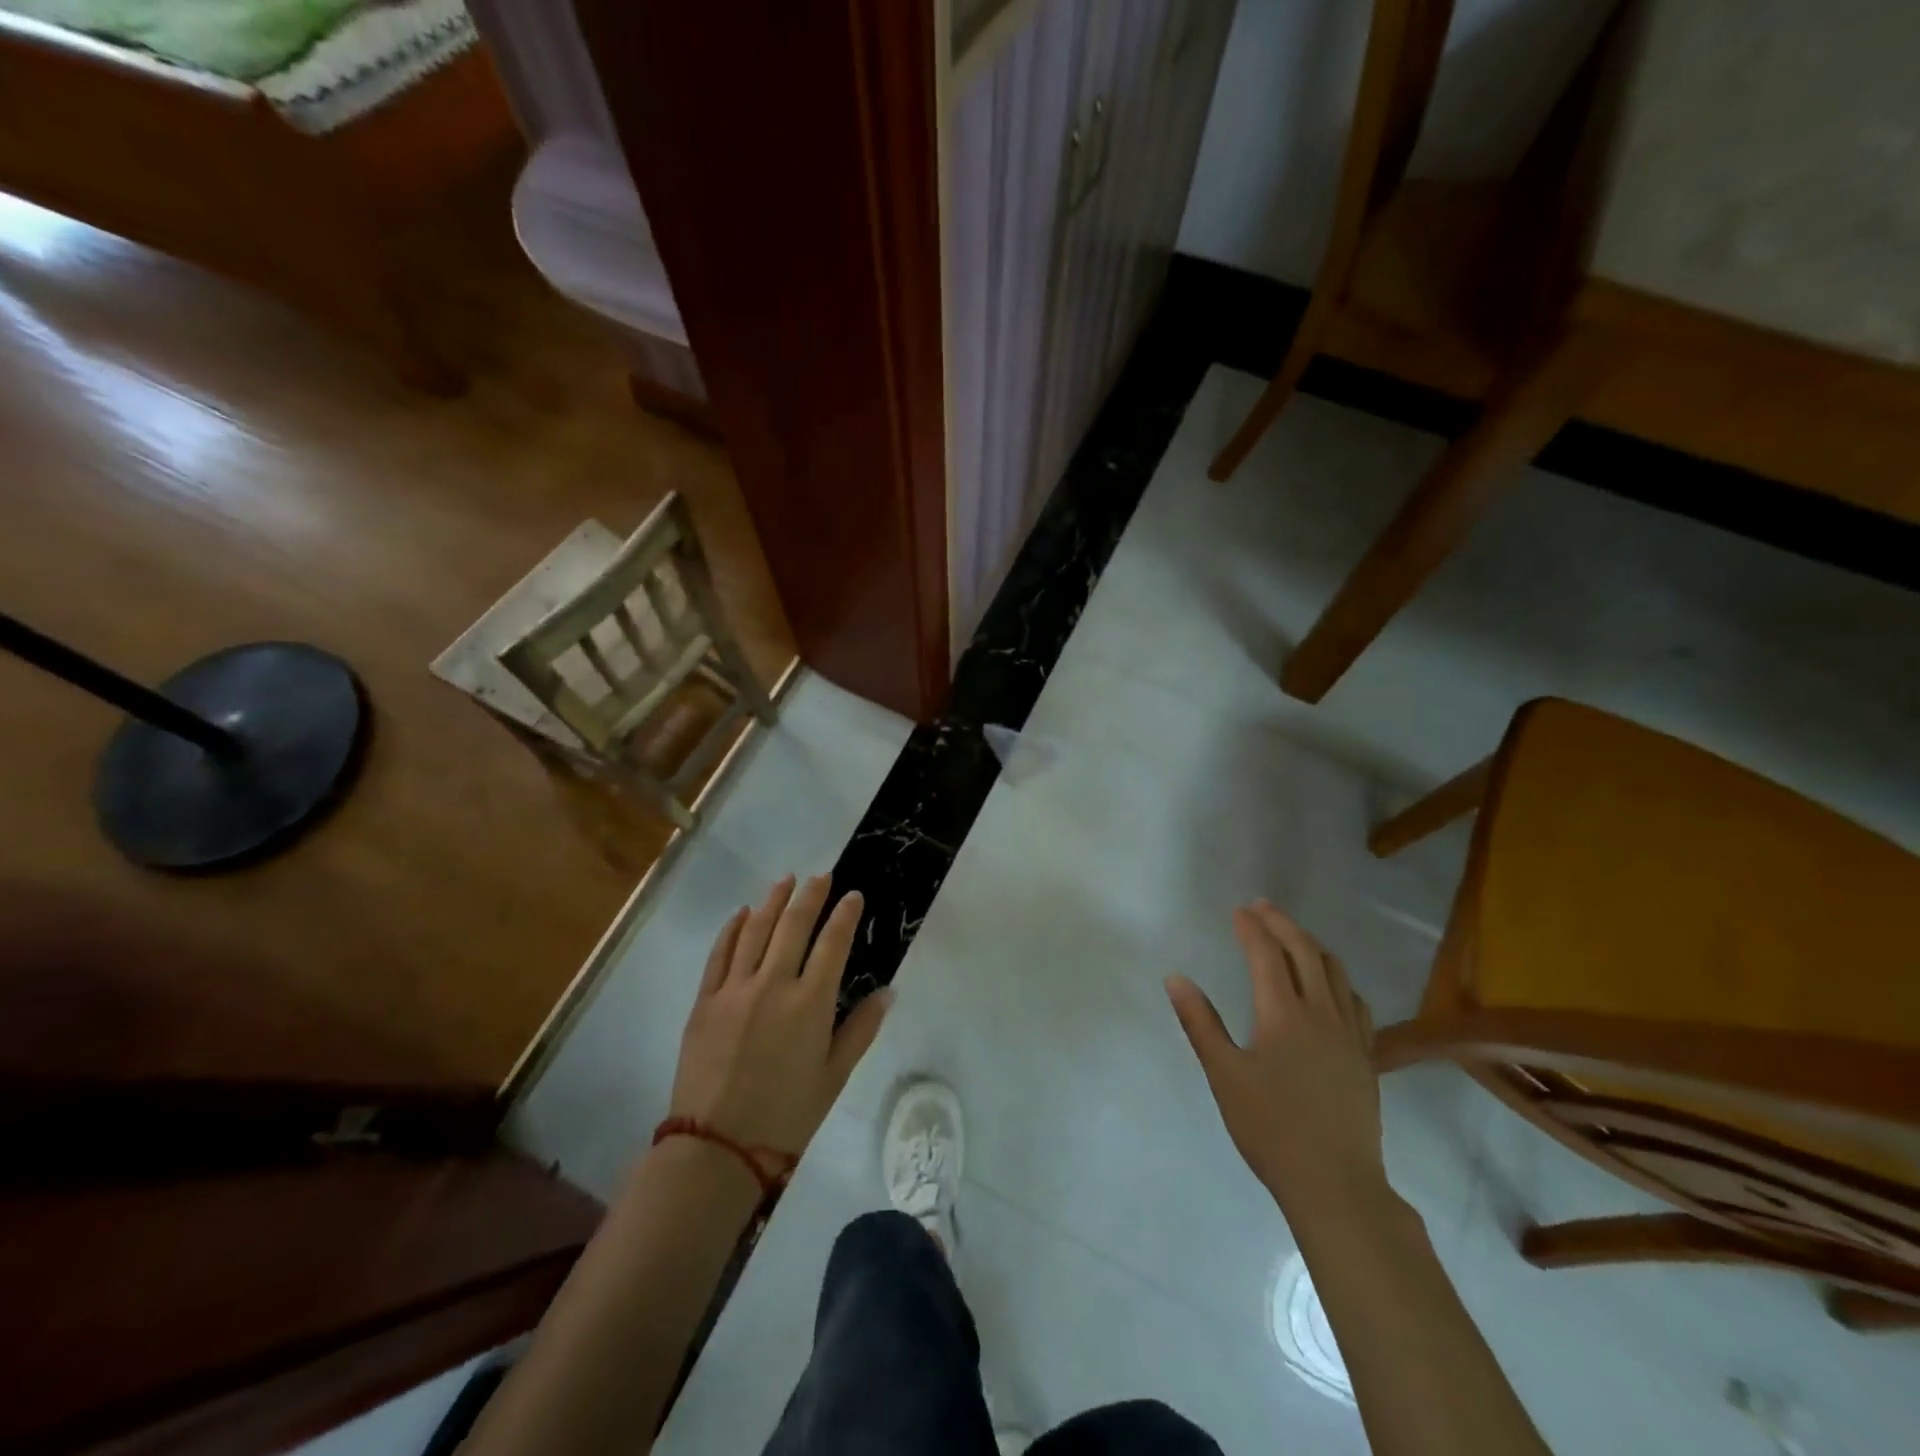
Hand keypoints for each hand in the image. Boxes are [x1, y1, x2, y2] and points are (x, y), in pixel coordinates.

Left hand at [669, 875, 890, 1166]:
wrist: (717, 1147)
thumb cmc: (786, 1116)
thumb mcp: (835, 1076)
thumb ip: (861, 1029)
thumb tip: (887, 992)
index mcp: (810, 1003)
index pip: (832, 943)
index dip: (845, 915)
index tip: (853, 895)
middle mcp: (773, 985)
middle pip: (793, 925)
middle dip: (810, 895)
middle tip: (822, 876)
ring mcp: (734, 989)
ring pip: (756, 930)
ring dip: (773, 900)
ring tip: (786, 880)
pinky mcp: (705, 1000)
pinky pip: (720, 953)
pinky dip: (733, 928)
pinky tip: (743, 913)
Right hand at [1167, 900, 1386, 1224]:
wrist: (1335, 1184)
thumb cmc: (1270, 1128)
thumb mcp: (1223, 1075)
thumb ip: (1200, 1023)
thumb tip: (1176, 978)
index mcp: (1283, 1014)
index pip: (1266, 955)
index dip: (1251, 928)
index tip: (1238, 911)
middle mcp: (1321, 1014)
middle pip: (1305, 952)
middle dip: (1282, 924)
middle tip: (1262, 907)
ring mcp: (1350, 1035)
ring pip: (1336, 972)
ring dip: (1312, 945)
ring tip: (1293, 936)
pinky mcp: (1366, 1058)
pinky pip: (1356, 1002)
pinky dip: (1338, 979)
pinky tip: (1332, 987)